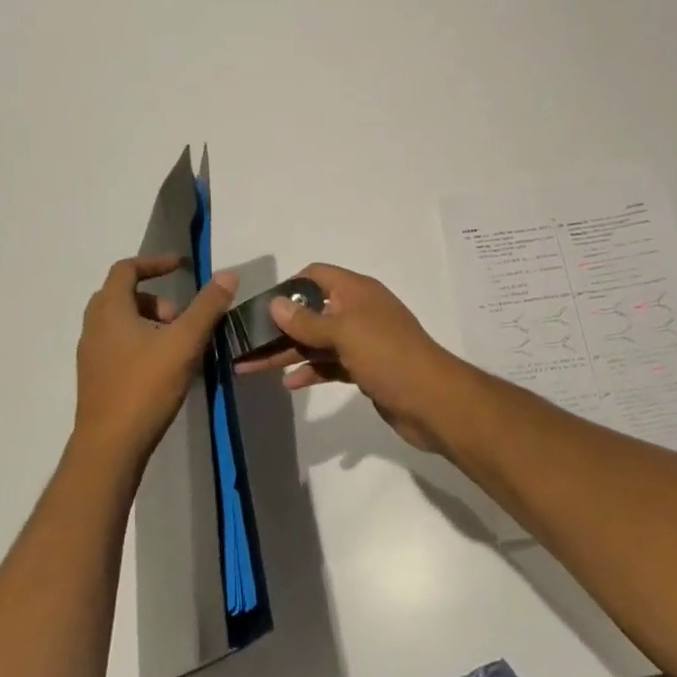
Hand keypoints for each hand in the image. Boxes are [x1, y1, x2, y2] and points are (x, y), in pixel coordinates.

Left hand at [75, 255, 235, 459]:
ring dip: (151, 322)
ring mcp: (92, 354)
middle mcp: (94, 326)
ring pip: (121, 322)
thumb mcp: (184, 342)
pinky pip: (119, 345)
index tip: (182, 267)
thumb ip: (207, 306)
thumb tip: (227, 274)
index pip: (126, 269)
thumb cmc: (145, 387)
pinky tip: (166, 367)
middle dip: (157, 298)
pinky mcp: (97, 378)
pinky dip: (142, 342)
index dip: (155, 263)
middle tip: (183, 317)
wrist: (110, 447)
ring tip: (180, 344)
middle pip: (123, 295)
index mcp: (110, 310)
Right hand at [234, 263, 465, 452]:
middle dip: (279, 327)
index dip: (288, 287)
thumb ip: (307, 321)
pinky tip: (289, 383)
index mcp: (357, 292)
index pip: (316, 275)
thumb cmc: (388, 356)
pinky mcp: (365, 369)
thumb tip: (275, 303)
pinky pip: (330, 364)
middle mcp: (358, 311)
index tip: (261, 308)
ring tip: (251, 367)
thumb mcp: (345, 333)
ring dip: (288, 352)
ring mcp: (363, 342)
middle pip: (311, 311)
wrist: (432, 401)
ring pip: (317, 341)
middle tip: (243, 344)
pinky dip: (310, 371)